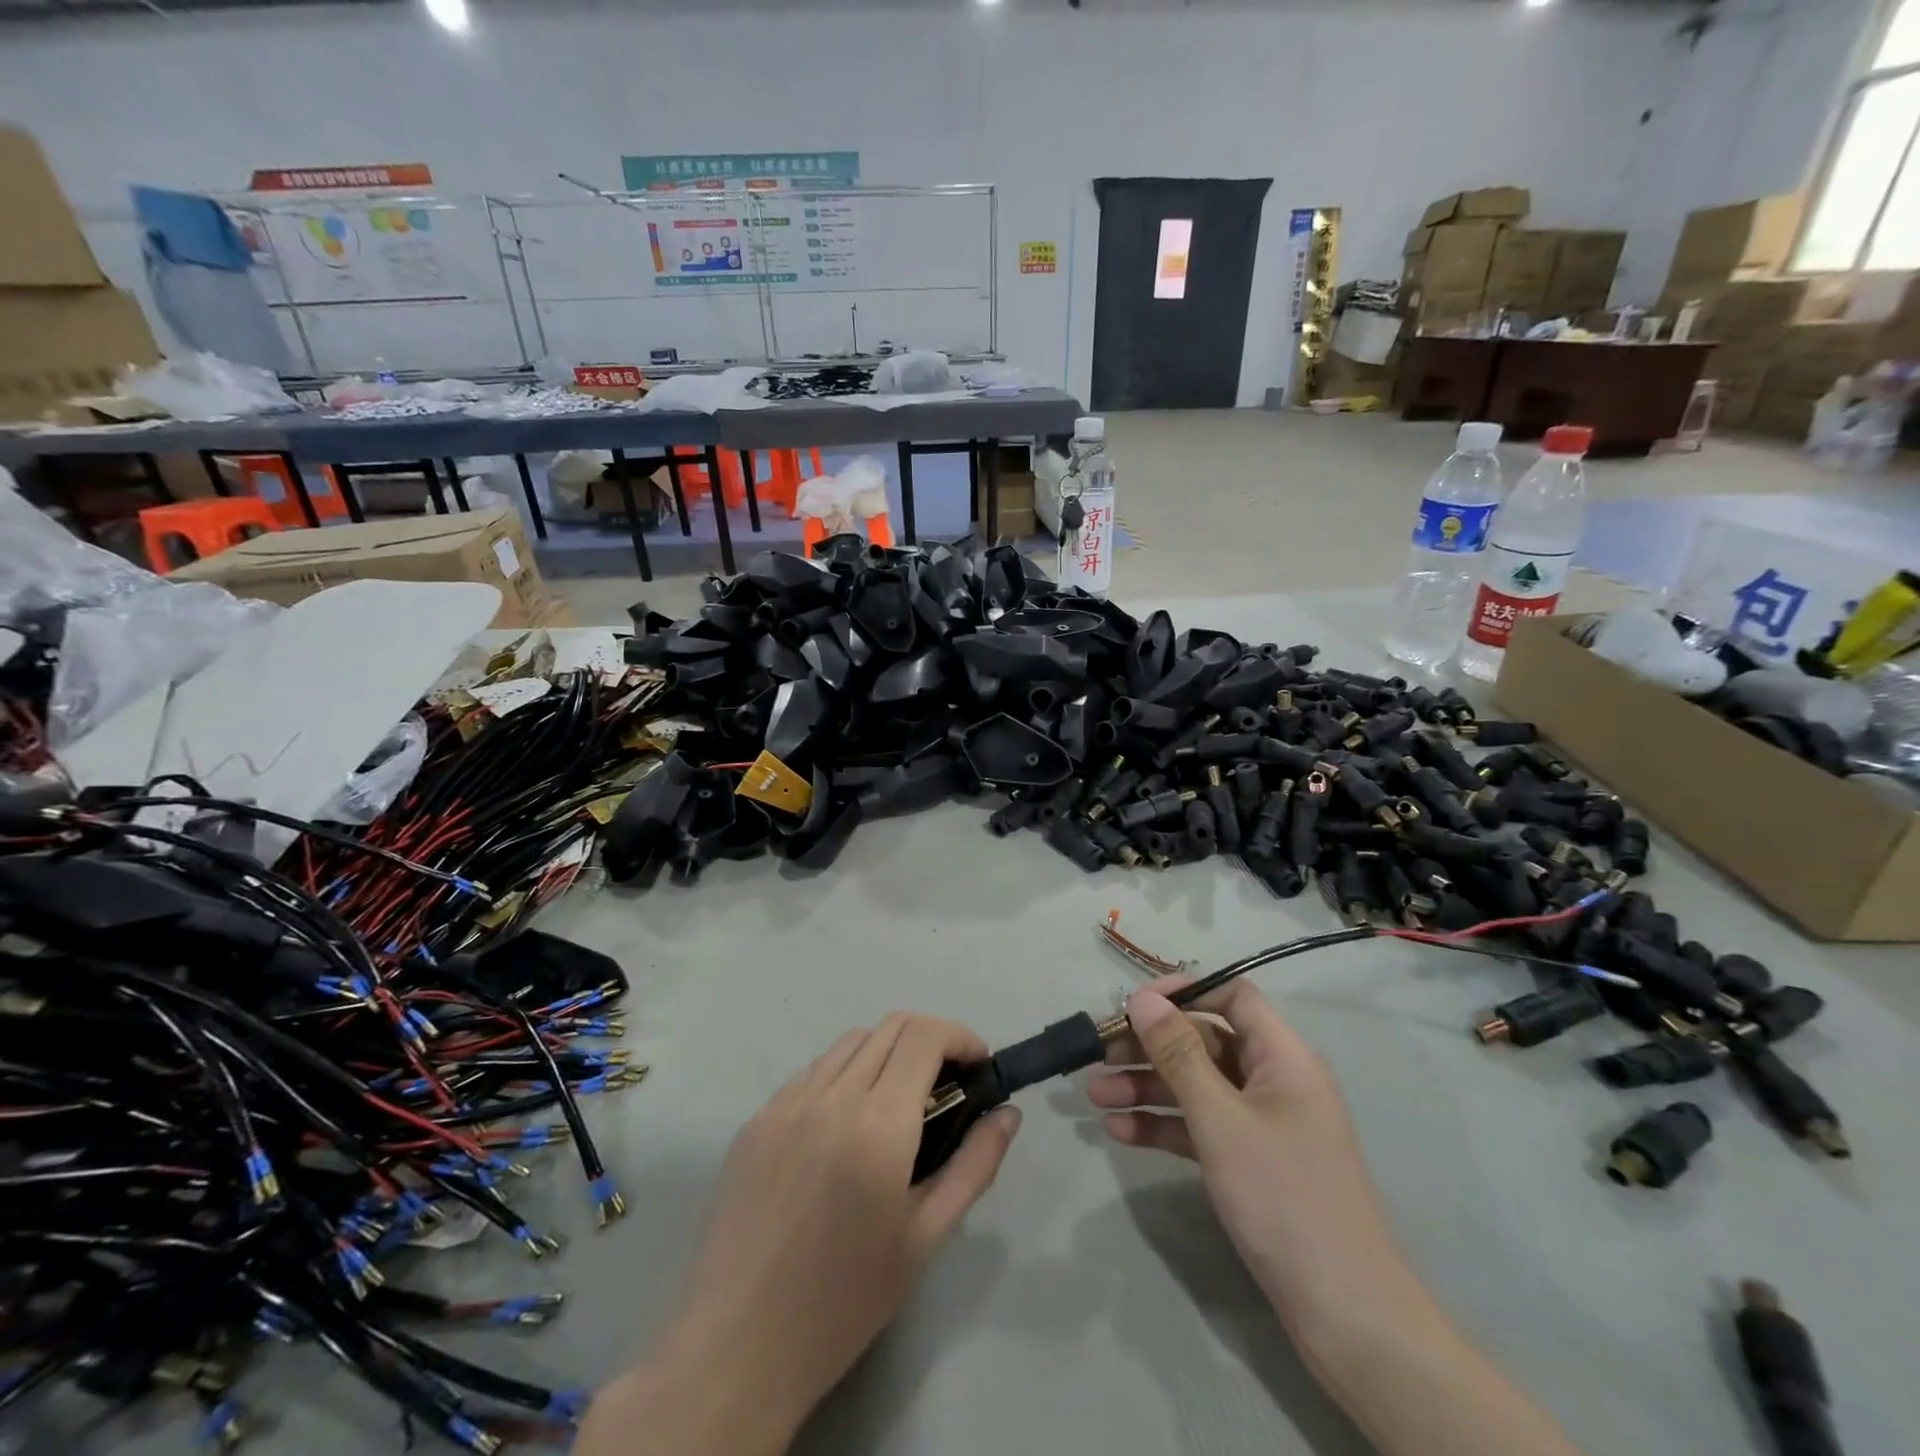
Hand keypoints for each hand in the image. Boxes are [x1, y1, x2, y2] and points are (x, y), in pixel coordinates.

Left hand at [579, 1014, 1020, 1455]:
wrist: (737, 1346)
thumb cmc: (844, 1301)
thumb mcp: (924, 1239)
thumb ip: (973, 1166)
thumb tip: (1007, 1114)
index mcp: (877, 1125)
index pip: (925, 1037)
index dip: (960, 1037)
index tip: (979, 1067)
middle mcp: (830, 1096)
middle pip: (891, 1027)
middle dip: (931, 1040)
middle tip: (948, 1085)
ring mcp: (786, 1103)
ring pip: (850, 1042)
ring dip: (887, 1053)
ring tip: (899, 1104)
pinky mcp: (756, 1119)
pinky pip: (812, 1072)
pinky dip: (844, 1075)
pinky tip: (845, 1125)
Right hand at [1087, 977, 1407, 1333]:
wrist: (1344, 1312)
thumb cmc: (1283, 1196)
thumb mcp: (1221, 1119)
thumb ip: (1179, 1054)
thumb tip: (1143, 998)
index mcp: (1282, 1056)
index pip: (1232, 996)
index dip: (1184, 991)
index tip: (1133, 1006)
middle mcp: (1273, 1080)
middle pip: (1204, 1041)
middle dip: (1150, 1047)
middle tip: (1099, 1056)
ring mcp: (1261, 1123)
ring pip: (1196, 1085)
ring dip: (1146, 1086)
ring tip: (1095, 1096)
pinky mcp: (1249, 1161)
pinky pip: (1199, 1126)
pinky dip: (1163, 1125)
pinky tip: (1120, 1132)